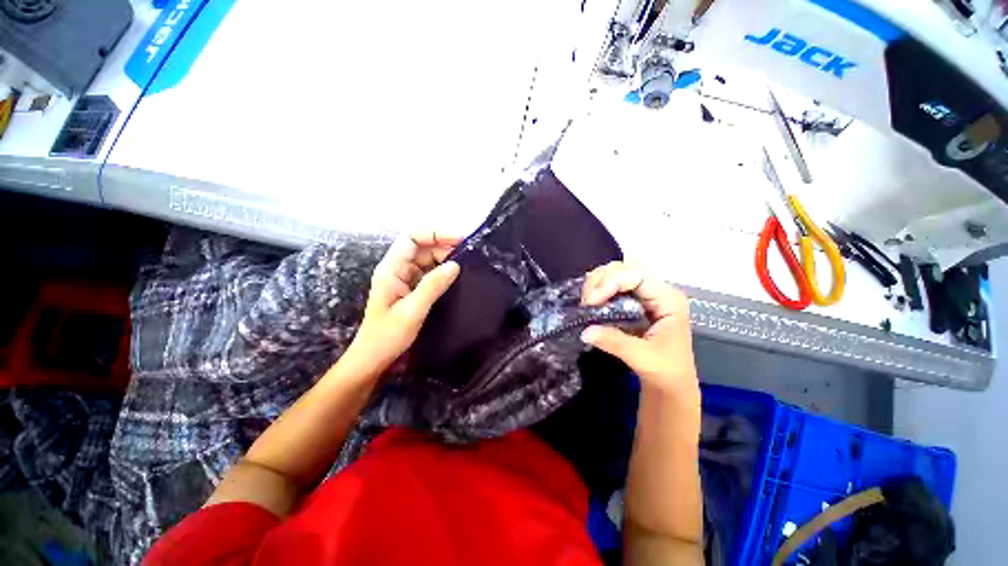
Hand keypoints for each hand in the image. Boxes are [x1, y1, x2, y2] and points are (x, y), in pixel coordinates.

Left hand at [350, 231, 460, 369]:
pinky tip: (457, 275)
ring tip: (467, 262)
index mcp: (392, 269)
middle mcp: (398, 269)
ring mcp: (405, 279)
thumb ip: (433, 285)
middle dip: (444, 245)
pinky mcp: (412, 290)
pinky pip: (430, 274)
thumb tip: (455, 265)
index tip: (459, 239)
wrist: (374, 359)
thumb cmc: (388, 336)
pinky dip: (443, 271)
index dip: (435, 234)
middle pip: (422, 247)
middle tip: (469, 252)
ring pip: (427, 260)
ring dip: (446, 258)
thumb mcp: (413, 310)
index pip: (412, 238)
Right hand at [580, 262, 697, 397]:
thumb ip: (614, 342)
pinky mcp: (634, 302)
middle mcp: (658, 291)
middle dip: (602, 279)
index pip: (637, 275)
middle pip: (627, 268)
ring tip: (588, 301)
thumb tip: (585, 331)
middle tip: (587, 301)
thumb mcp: (642, 358)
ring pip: (618, 273)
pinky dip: (599, 288)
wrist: (672, 385)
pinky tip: (592, 300)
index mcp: (668, 300)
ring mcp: (646, 295)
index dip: (611, 282)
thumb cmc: (666, 372)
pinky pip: (614, 285)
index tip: (591, 301)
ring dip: (598, 282)